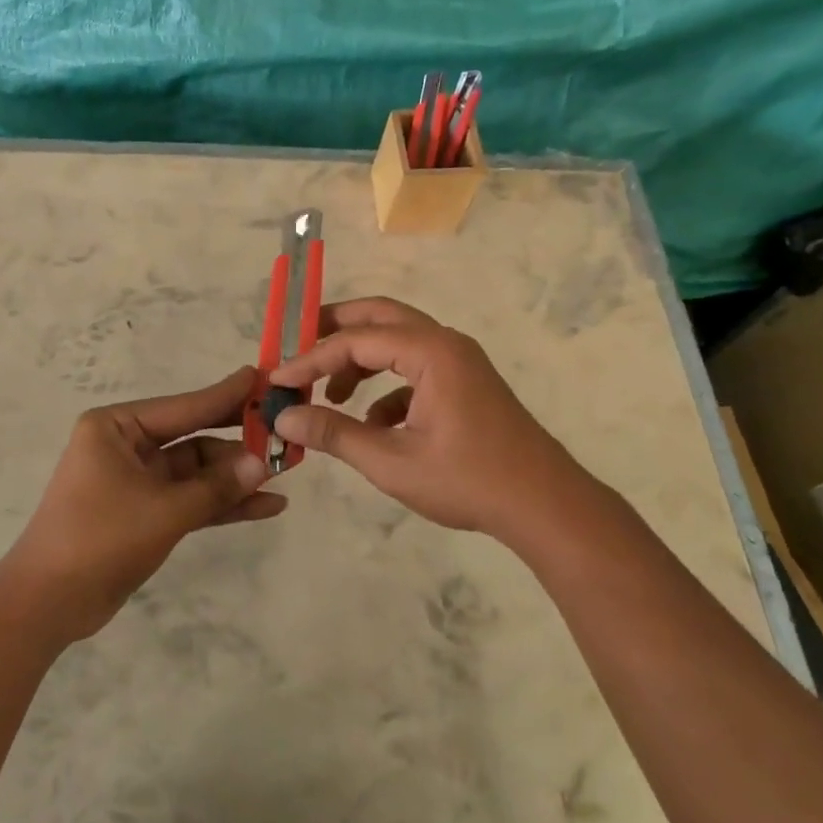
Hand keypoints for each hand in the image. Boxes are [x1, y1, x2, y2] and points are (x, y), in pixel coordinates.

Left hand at [2, 368, 285, 642]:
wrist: (48, 603)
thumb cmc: (99, 538)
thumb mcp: (163, 510)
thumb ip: (215, 487)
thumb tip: (263, 464)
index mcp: (116, 427)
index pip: (183, 406)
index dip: (226, 396)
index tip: (263, 378)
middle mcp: (126, 446)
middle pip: (193, 436)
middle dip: (237, 439)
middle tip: (283, 428)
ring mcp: (137, 480)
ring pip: (196, 471)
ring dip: (235, 476)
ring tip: (286, 473)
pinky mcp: (145, 512)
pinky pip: (191, 499)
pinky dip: (223, 503)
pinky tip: (266, 506)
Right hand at [270, 297, 594, 541]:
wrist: (545, 506)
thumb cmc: (468, 480)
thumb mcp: (392, 461)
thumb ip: (334, 434)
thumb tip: (285, 419)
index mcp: (430, 352)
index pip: (355, 341)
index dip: (310, 359)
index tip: (277, 380)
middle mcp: (445, 343)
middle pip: (378, 317)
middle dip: (334, 330)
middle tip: (296, 346)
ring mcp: (459, 361)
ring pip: (397, 341)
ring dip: (359, 359)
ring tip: (328, 394)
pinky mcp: (465, 383)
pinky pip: (415, 369)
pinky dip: (386, 386)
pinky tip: (372, 424)